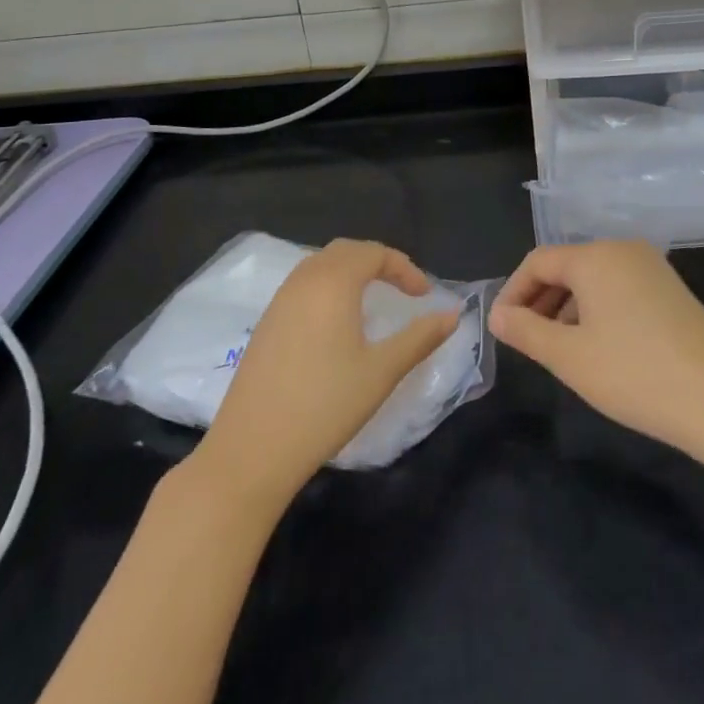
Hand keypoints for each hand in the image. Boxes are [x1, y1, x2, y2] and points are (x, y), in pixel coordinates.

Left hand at [186, 240, 458, 512]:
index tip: (424, 296)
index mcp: (333, 283)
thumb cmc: (324, 406)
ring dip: (350, 272)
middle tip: (402, 288)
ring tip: (373, 300)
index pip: (374, 253)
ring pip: (319, 265)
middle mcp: (303, 282)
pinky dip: (327, 287)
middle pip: (345, 251)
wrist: (251, 452)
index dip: (404, 268)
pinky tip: (336, 323)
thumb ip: (420, 338)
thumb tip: (453, 314)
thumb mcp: (382, 371)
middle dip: (378, 262)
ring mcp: (278, 302)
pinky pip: (302, 286)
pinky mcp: (265, 325)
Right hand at [488, 240, 703, 464]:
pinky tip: (597, 346)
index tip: (501, 330)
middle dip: (539, 300)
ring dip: (566, 307)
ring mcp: (651, 267)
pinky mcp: (670, 288)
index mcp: (596, 256)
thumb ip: (526, 330)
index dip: (513, 293)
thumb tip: (498, 315)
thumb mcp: (569, 356)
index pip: (538, 261)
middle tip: (525, 342)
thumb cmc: (634, 374)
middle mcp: (623, 249)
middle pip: (566, 266)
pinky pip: (618, 288)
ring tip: (558, 350)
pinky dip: (596, 310)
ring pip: (593, 279)